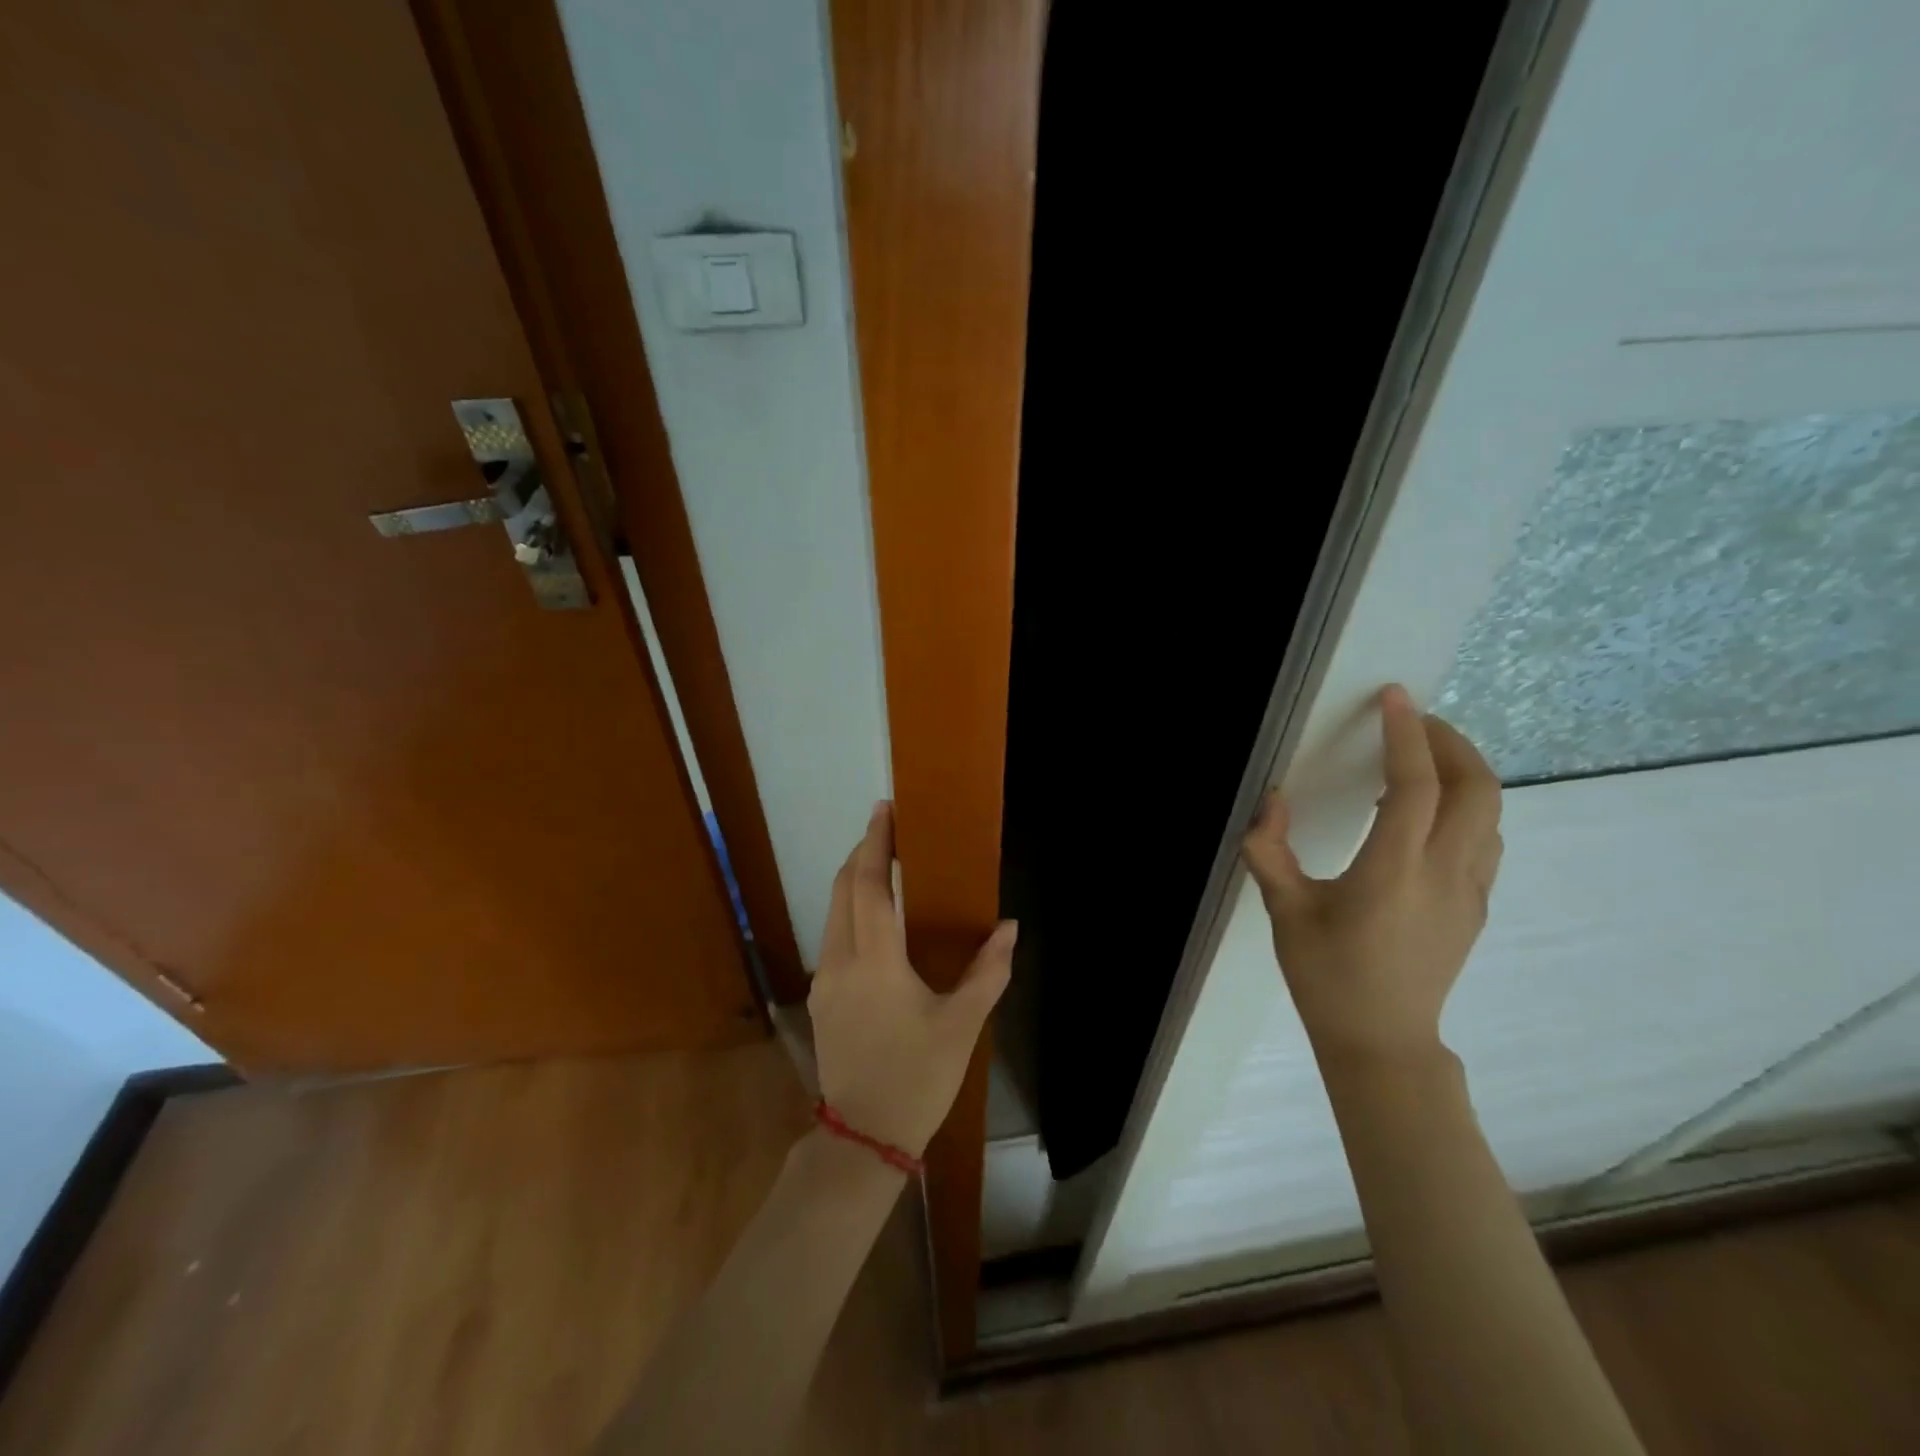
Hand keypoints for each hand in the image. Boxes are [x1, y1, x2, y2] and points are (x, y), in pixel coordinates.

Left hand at [806, 801, 1016, 1157]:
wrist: (863, 1138)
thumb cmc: (918, 1078)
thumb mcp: (962, 1025)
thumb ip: (987, 971)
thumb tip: (1008, 927)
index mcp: (875, 961)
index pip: (871, 885)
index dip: (877, 843)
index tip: (885, 809)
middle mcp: (841, 960)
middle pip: (843, 888)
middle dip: (863, 853)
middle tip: (889, 830)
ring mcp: (825, 980)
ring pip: (832, 911)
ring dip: (854, 881)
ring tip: (885, 865)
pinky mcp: (822, 998)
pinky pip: (833, 935)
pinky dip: (850, 909)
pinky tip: (874, 918)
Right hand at [1242, 684, 1502, 1063]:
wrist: (1382, 1042)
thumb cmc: (1327, 976)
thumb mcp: (1285, 912)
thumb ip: (1270, 851)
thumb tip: (1270, 800)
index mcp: (1393, 873)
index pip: (1416, 786)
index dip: (1406, 735)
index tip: (1394, 697)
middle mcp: (1444, 874)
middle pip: (1476, 788)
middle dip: (1450, 742)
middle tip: (1411, 722)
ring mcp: (1469, 891)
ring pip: (1490, 812)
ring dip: (1463, 771)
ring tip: (1422, 759)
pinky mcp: (1476, 906)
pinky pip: (1485, 839)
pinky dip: (1466, 806)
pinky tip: (1430, 813)